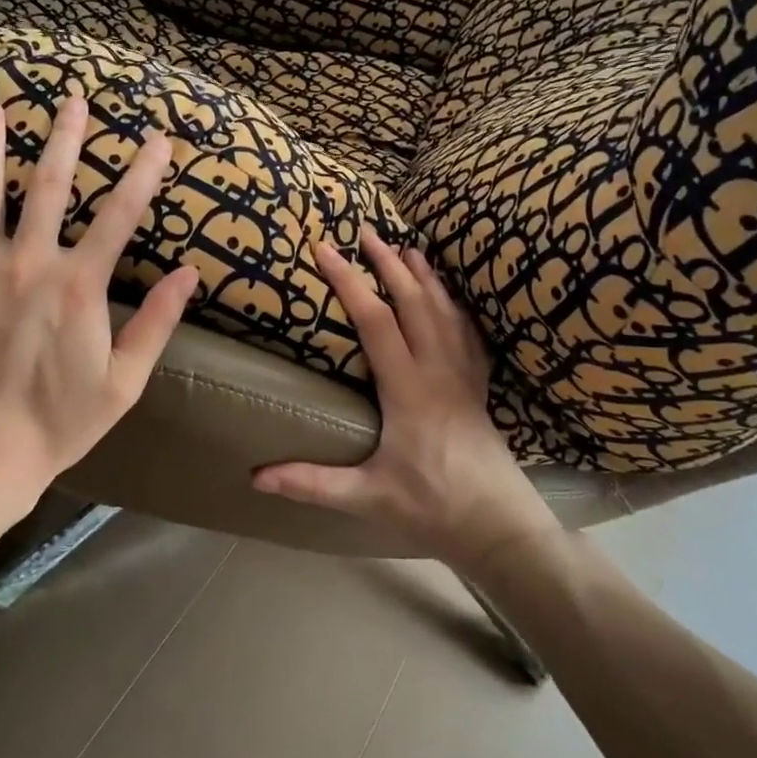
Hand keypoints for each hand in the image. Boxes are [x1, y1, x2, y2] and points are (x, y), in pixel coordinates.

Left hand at [0, 94, 197, 509]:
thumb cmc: (59, 423)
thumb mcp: (124, 381)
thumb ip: (157, 323)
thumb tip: (189, 274)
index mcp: (78, 285)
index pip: (120, 216)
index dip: (143, 174)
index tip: (159, 140)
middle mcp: (27, 264)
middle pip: (48, 187)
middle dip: (64, 138)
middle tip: (71, 99)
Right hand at [253, 232, 556, 572]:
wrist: (500, 526)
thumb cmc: (432, 508)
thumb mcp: (367, 497)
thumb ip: (311, 483)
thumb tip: (255, 476)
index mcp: (408, 389)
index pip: (374, 321)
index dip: (348, 281)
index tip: (325, 249)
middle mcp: (438, 370)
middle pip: (413, 302)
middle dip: (388, 263)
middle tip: (367, 231)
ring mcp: (463, 375)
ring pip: (444, 311)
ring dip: (424, 276)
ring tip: (409, 248)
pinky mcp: (478, 387)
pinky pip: (468, 333)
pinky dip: (455, 305)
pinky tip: (450, 297)